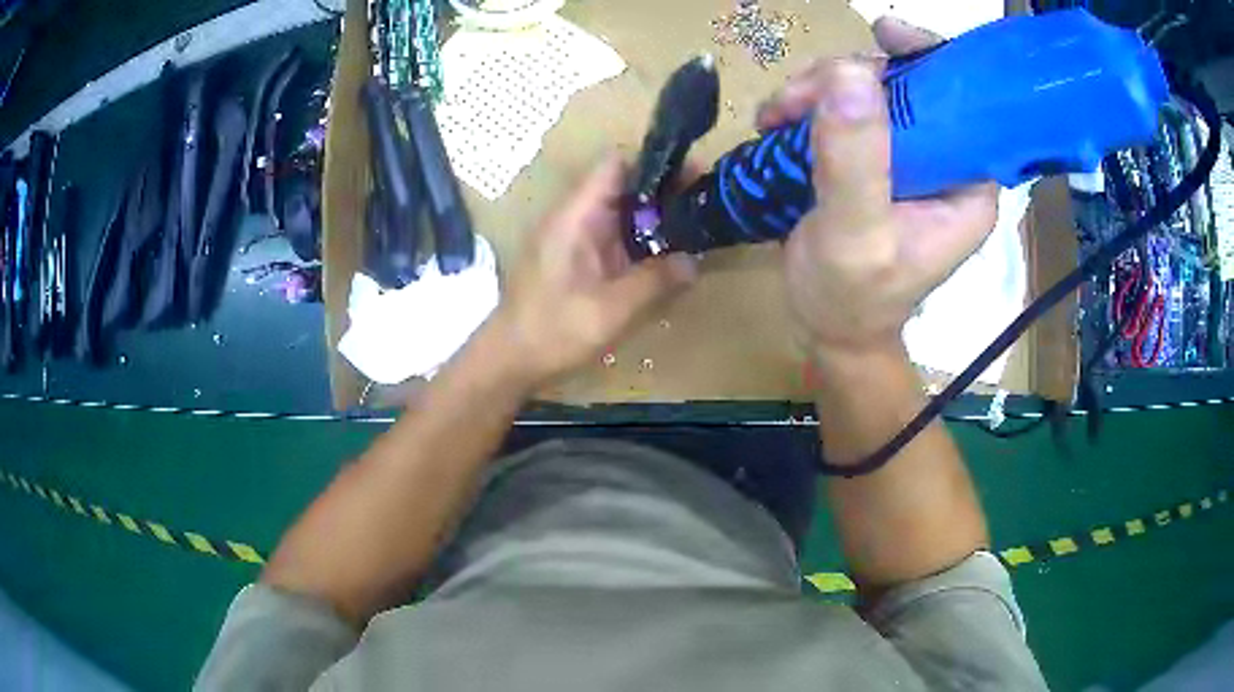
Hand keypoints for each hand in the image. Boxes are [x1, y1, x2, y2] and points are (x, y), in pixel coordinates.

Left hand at [492, 154, 696, 386]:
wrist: (510, 360)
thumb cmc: (555, 330)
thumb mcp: (612, 309)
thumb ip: (656, 281)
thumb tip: (694, 262)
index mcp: (576, 215)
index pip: (615, 165)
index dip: (654, 165)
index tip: (692, 179)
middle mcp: (575, 218)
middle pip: (623, 187)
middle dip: (664, 193)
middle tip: (705, 208)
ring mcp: (575, 239)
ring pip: (621, 214)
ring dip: (655, 220)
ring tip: (696, 232)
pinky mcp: (578, 261)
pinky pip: (615, 239)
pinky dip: (641, 243)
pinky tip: (667, 261)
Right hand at [759, 18, 997, 361]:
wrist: (829, 328)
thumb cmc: (850, 299)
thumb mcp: (854, 236)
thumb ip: (856, 160)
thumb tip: (848, 73)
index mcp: (967, 185)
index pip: (965, 101)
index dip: (927, 59)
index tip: (882, 35)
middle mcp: (946, 164)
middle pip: (909, 85)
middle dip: (851, 77)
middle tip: (797, 98)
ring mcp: (910, 159)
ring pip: (871, 91)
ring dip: (820, 91)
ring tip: (777, 117)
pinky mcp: (877, 159)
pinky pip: (847, 109)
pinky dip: (809, 106)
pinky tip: (779, 122)